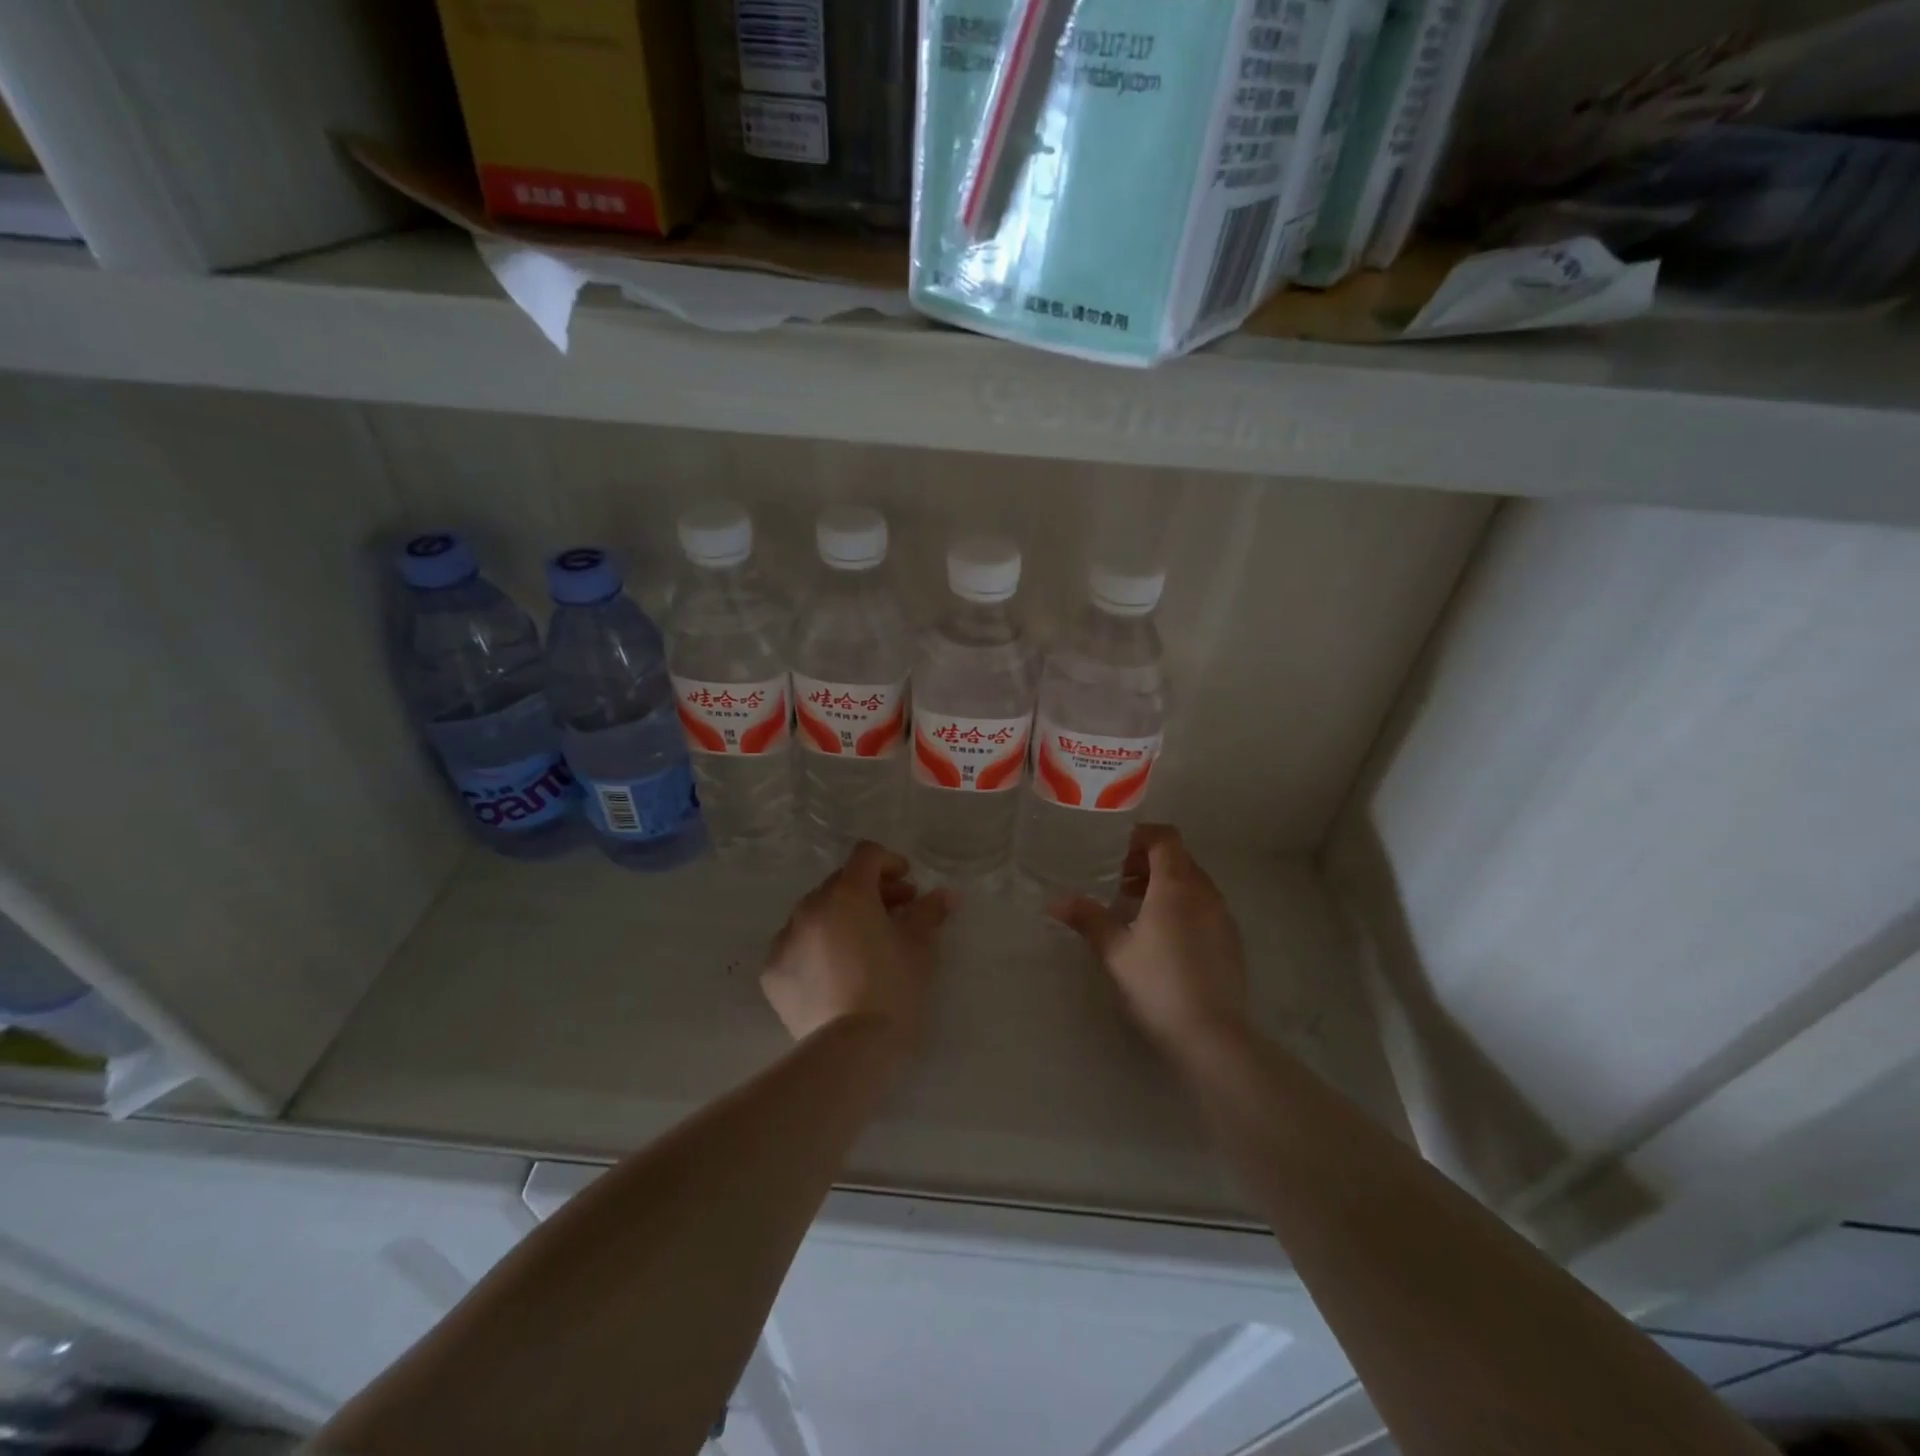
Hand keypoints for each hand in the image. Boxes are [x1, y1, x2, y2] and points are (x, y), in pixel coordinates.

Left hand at [763, 841, 954, 1052]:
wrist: (851, 1051)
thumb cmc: (893, 989)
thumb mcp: (920, 947)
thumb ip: (930, 912)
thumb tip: (946, 895)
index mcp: (847, 893)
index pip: (866, 855)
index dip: (890, 862)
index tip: (908, 885)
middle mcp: (810, 906)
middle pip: (840, 882)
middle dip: (869, 891)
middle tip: (895, 914)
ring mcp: (786, 939)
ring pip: (816, 913)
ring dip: (841, 917)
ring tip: (863, 945)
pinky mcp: (772, 972)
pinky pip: (797, 945)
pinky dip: (817, 948)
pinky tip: (836, 973)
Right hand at [1050, 824, 1248, 1058]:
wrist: (1212, 1035)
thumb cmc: (1158, 984)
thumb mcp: (1115, 951)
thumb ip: (1088, 919)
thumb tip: (1055, 901)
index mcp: (1176, 885)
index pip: (1165, 838)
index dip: (1140, 836)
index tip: (1114, 852)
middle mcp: (1204, 892)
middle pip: (1178, 858)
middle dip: (1147, 862)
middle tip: (1117, 881)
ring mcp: (1222, 916)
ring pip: (1192, 883)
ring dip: (1164, 884)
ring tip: (1134, 909)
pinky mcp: (1231, 940)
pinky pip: (1203, 906)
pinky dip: (1181, 905)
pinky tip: (1161, 937)